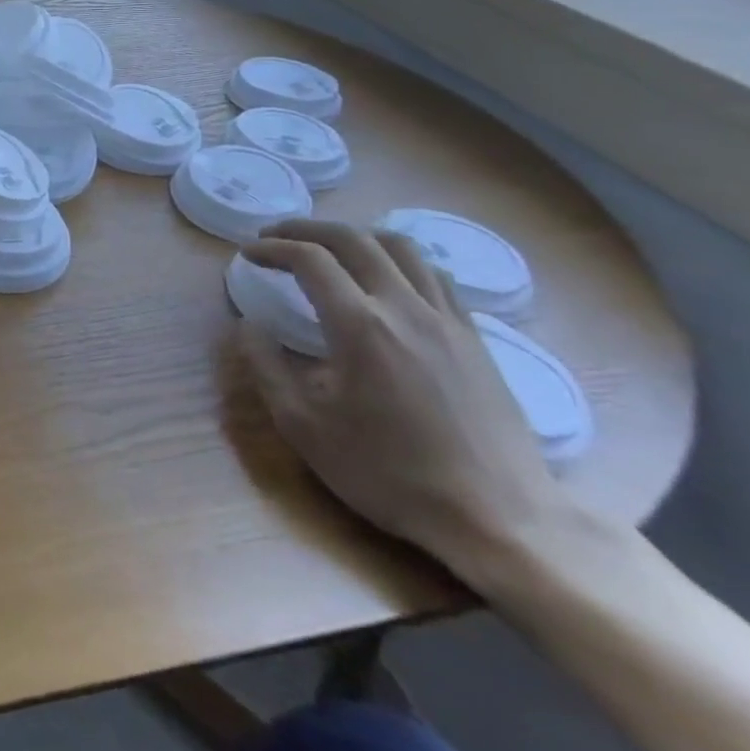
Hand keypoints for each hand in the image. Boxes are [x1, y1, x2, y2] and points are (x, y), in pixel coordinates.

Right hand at [240, 219, 571, 580]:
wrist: (501, 521)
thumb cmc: (389, 474)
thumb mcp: (303, 426)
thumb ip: (266, 366)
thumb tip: (249, 325)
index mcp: (361, 326)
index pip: (309, 259)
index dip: (272, 248)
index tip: (248, 255)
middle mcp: (406, 308)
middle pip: (355, 239)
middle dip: (306, 229)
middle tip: (276, 236)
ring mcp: (449, 321)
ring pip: (402, 248)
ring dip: (356, 237)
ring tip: (328, 249)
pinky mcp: (477, 339)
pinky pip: (436, 276)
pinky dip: (399, 261)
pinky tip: (385, 281)